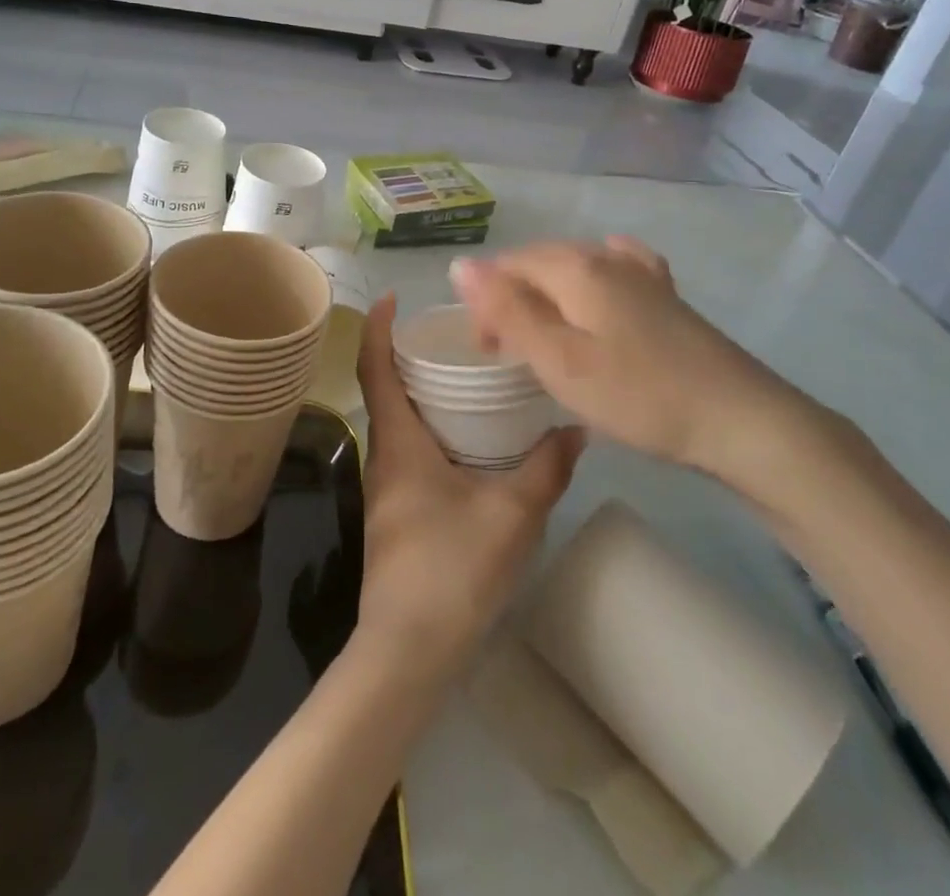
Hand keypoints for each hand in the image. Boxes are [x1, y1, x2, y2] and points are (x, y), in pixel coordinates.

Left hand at [354, 294, 582, 678]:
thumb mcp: (511, 515)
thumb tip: (575, 429)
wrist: (408, 651)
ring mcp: (388, 488)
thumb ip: (545, 469)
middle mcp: (384, 457)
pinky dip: (432, 430)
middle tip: (452, 335)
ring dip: (422, 395)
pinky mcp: (399, 514)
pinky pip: (411, 452)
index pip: (374, 369)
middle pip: (385, 391)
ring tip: (466, 378)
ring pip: (399, 424)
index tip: (391, 297)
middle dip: (408, 356)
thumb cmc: (451, 569)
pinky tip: (470, 442)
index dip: (376, 328)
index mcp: (398, 442)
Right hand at [449, 238, 822, 487]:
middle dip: (514, 298)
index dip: (486, 300)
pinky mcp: (666, 296)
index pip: (510, 265)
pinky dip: (592, 284)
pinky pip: (615, 272)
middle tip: (508, 354)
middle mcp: (607, 257)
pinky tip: (600, 294)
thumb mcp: (559, 360)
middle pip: (541, 263)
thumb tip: (460, 265)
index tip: (486, 350)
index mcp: (576, 267)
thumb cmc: (639, 394)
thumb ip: (508, 311)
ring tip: (546, 337)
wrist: (740, 419)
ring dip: (549, 296)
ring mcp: (642, 274)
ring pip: (575, 268)